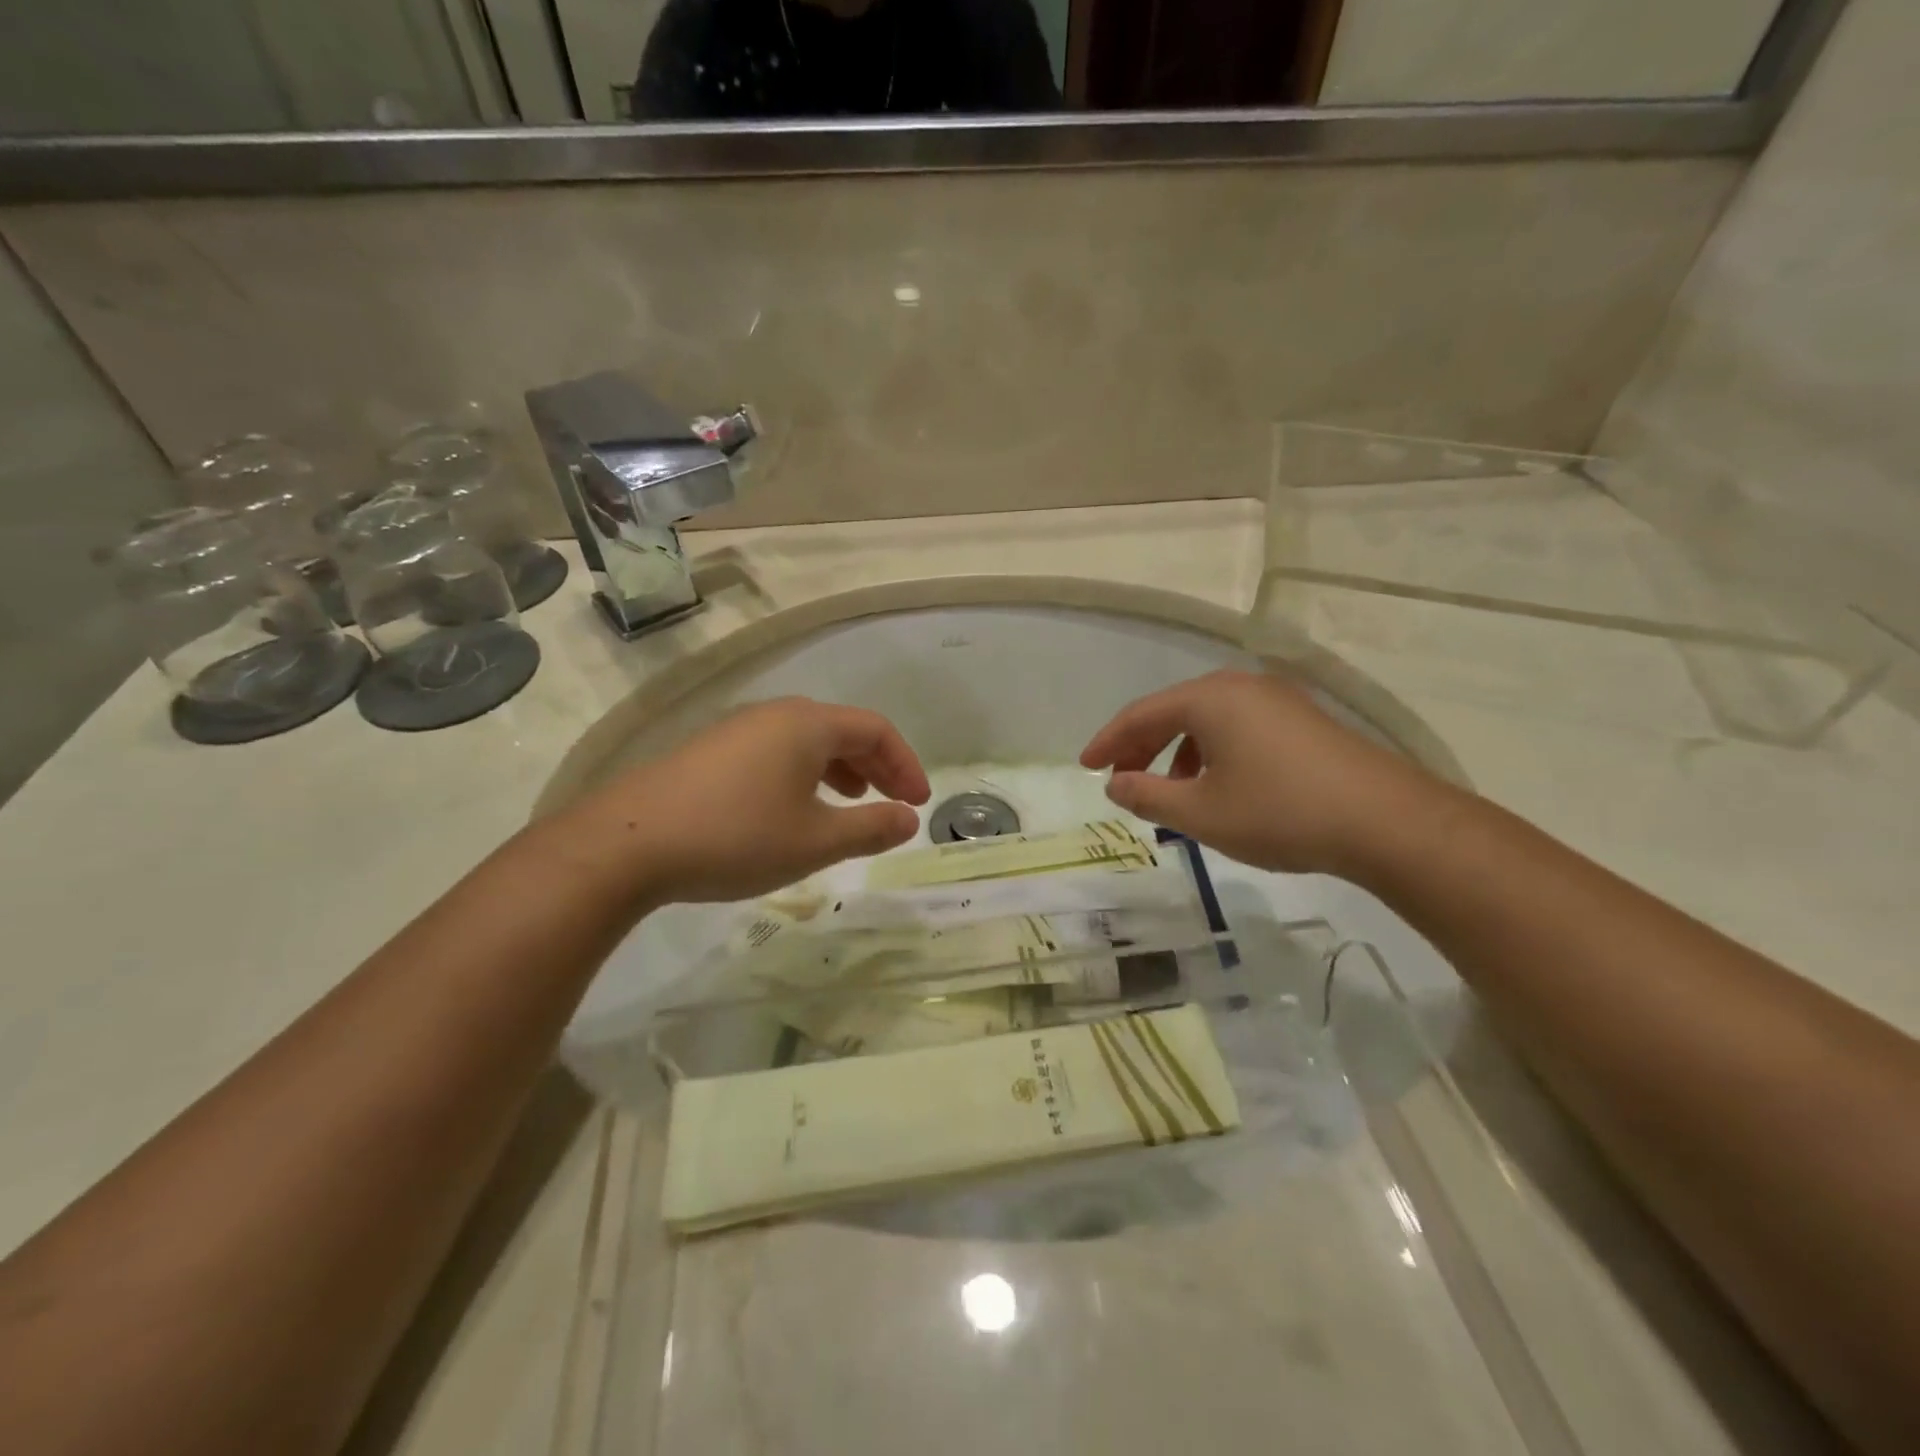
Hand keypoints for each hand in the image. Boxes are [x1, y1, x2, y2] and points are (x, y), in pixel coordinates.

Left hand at [562, 697, 930, 904]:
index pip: (875, 729)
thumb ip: (870, 827)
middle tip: (893, 803)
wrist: (626, 843)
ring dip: (839, 770)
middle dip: (875, 766)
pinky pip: (775, 753)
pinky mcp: (709, 752)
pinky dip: (803, 775)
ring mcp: (736, 730)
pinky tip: (792, 809)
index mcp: (807, 724)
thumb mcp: (814, 841)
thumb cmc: (736, 836)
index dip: (905, 764)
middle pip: (841, 730)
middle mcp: (774, 714)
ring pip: (806, 742)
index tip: (918, 803)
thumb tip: (910, 819)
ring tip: (849, 803)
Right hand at [1079, 669, 1446, 876]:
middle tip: (1119, 777)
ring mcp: (1277, 700)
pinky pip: (1238, 728)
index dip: (1108, 741)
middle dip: (1141, 745)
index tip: (1085, 767)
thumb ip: (1148, 796)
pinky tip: (1219, 787)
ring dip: (1177, 751)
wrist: (1386, 821)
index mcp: (1211, 699)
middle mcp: (1241, 687)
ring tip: (1169, 791)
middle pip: (1174, 710)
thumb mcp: (1201, 813)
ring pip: (1208, 720)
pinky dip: (1212, 752)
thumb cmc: (1280, 813)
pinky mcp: (1302, 721)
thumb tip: (1115, 783)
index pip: (1142, 713)